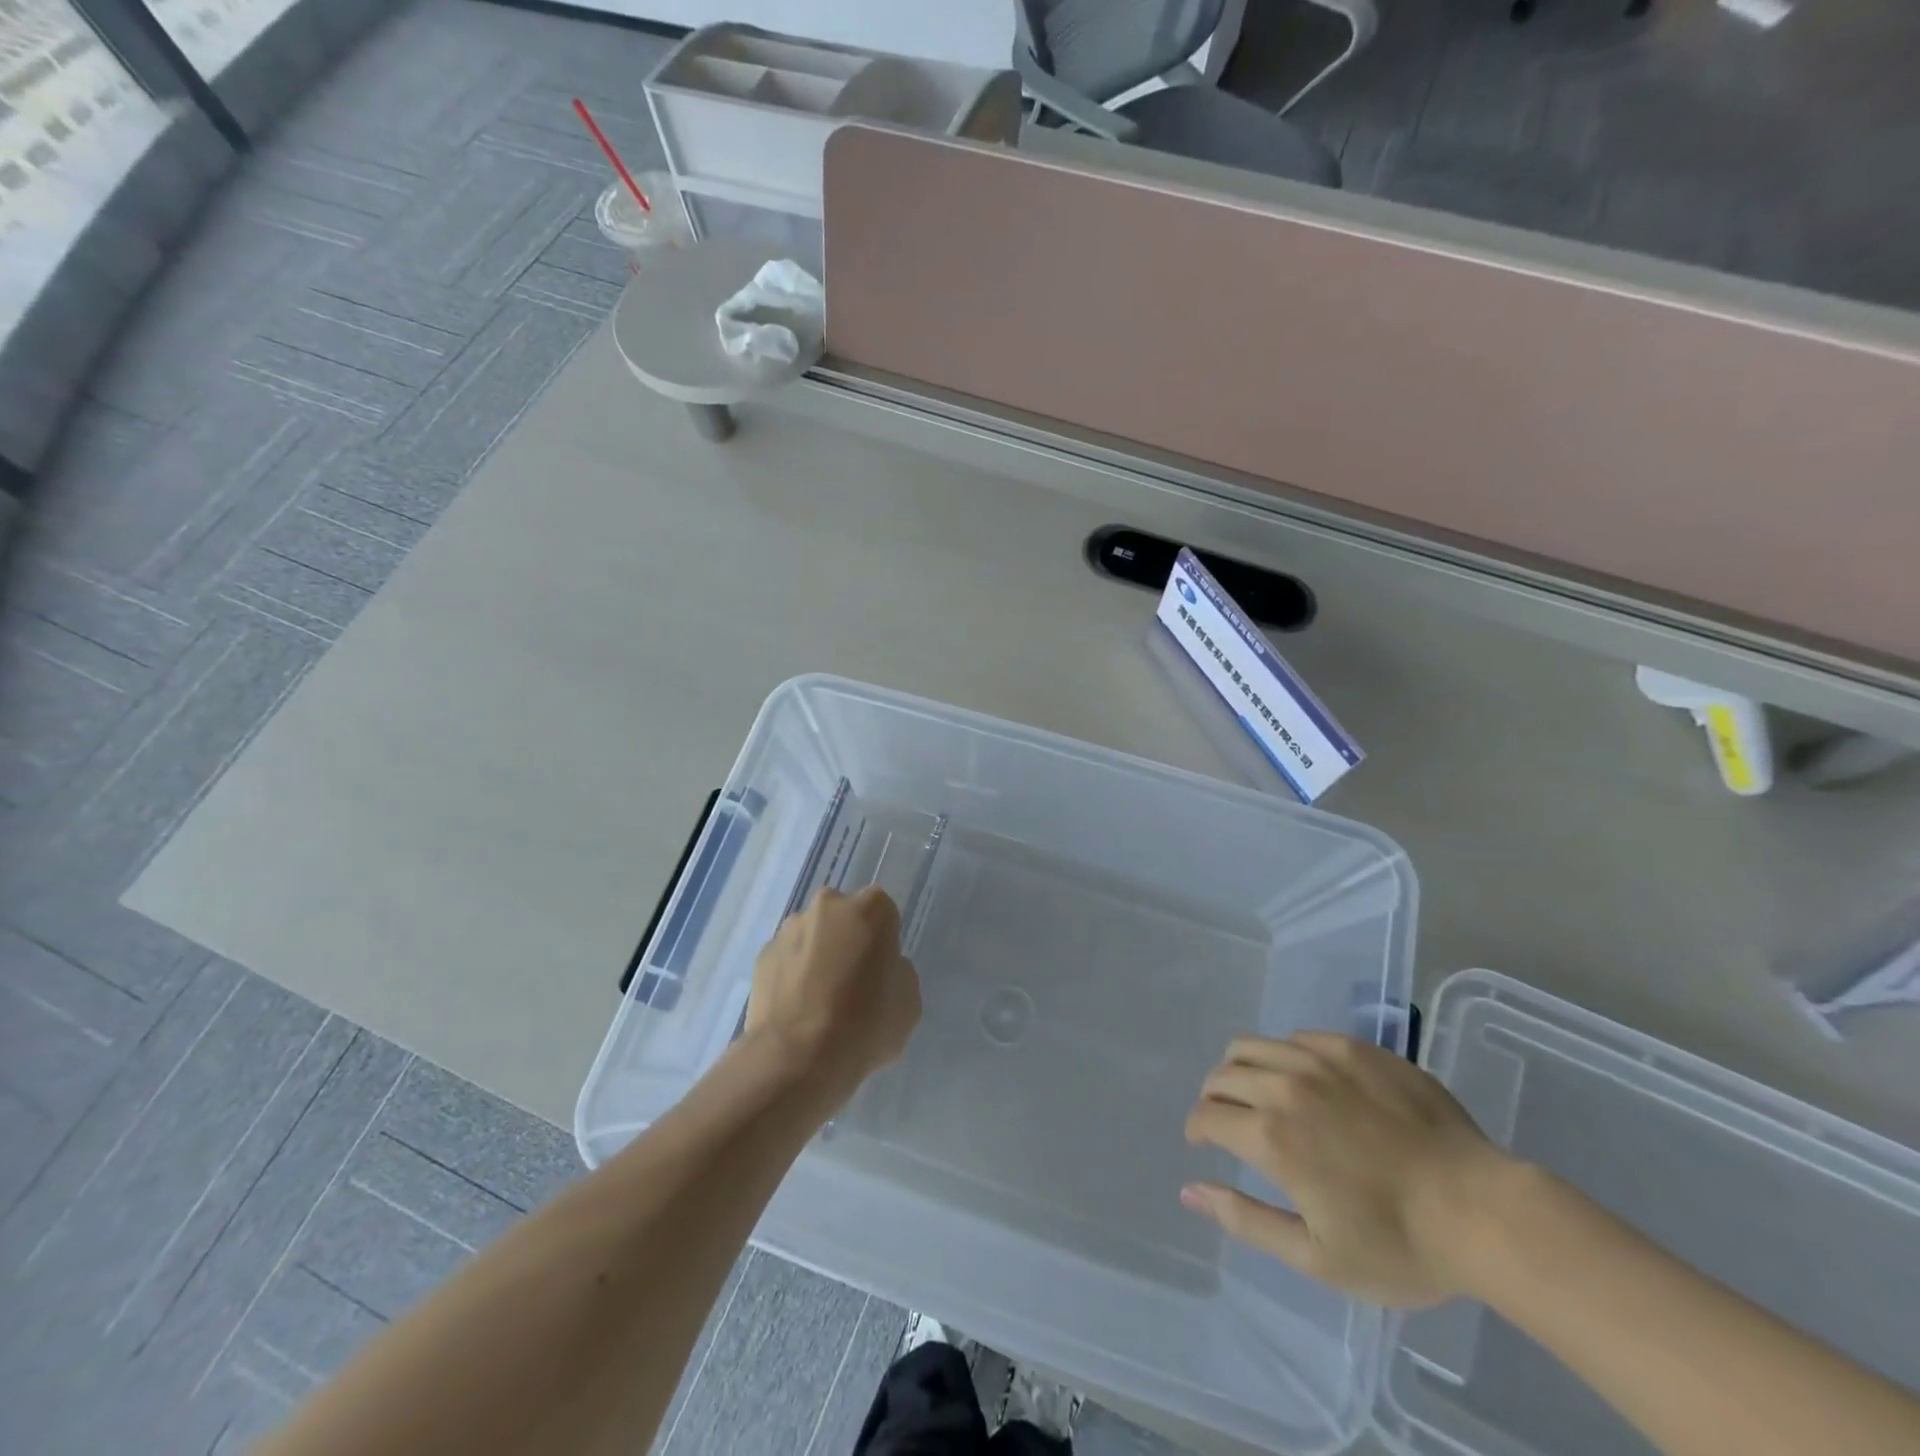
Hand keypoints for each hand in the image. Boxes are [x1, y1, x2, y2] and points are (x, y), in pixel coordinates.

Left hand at [743, 887, 921, 1102]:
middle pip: (843, 917)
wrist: (797, 1058)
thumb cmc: (865, 1023)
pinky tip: (797, 1011)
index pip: (883, 914)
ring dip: (817, 956)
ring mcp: (790, 929)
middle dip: (847, 940)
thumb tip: (879, 971)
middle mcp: (828, 905)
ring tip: (819, 1002)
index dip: (883, 943)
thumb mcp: (908, 1001)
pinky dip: (792, 976)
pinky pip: (786, 960)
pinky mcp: (762, 955)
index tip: (881, 971)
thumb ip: (897, 973)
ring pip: (812, 936)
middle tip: (852, 983)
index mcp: (871, 908)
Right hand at [1182, 1033, 1514, 1307]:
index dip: (1197, 1128)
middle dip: (1213, 1097)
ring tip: (1257, 1091)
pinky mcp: (1354, 1048)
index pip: (1207, 1115)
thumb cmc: (1399, 1245)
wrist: (1483, 1211)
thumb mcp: (1316, 1256)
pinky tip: (1307, 1081)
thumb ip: (1244, 1219)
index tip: (1202, 1141)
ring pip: (1253, 1045)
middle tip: (1227, 1119)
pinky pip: (1298, 1037)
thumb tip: (1190, 1191)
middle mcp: (1285, 1086)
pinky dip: (1285, 1056)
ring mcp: (1320, 1060)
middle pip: (1223, 1074)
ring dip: (1241, 1068)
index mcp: (1270, 1136)